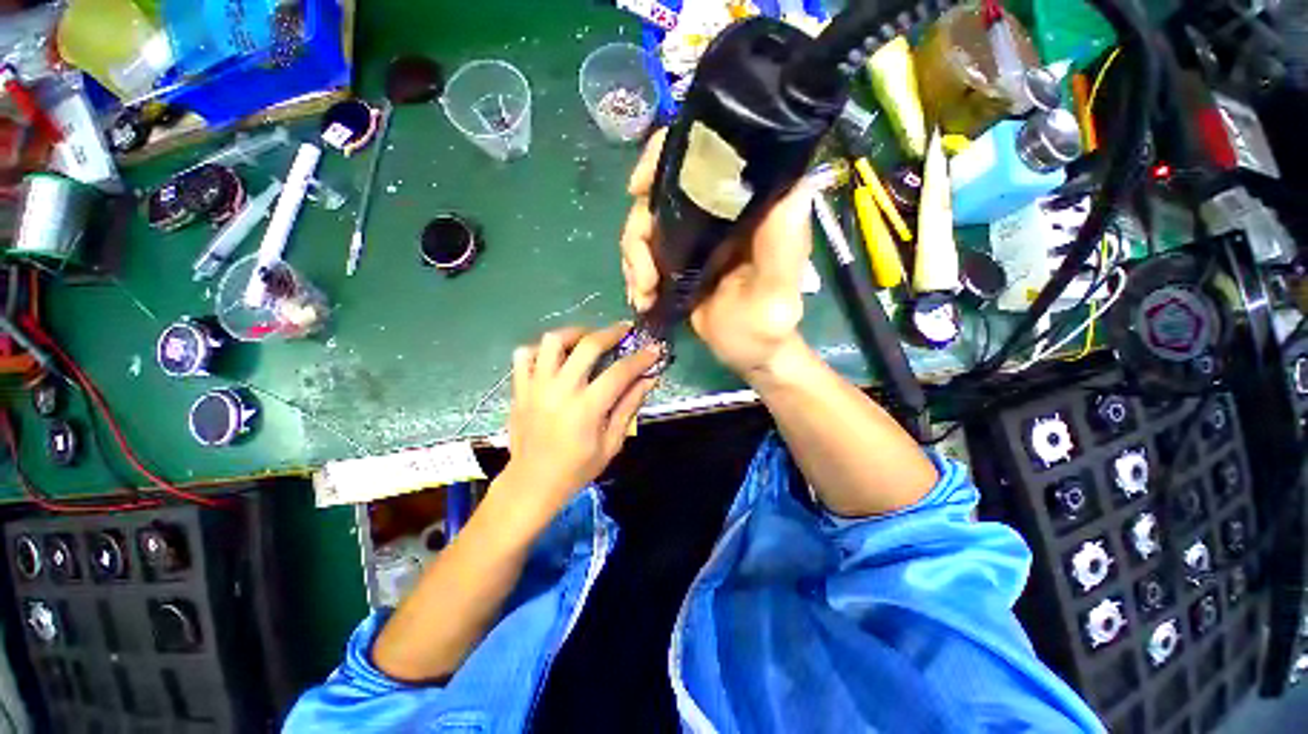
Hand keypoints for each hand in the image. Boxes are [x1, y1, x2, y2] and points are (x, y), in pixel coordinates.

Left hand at [501, 323, 659, 520]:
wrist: (531, 483)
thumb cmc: (577, 468)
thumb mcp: (611, 443)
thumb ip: (629, 407)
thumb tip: (649, 379)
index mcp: (586, 408)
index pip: (619, 372)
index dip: (640, 358)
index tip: (653, 349)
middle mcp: (560, 389)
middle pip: (587, 345)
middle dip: (611, 332)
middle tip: (623, 330)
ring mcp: (536, 386)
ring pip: (552, 341)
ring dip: (574, 333)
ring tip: (587, 339)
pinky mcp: (519, 388)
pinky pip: (524, 355)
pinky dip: (541, 349)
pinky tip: (555, 357)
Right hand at [620, 130, 815, 378]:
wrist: (748, 352)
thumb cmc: (766, 328)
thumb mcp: (775, 298)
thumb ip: (783, 252)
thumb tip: (798, 185)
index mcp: (749, 209)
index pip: (708, 156)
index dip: (665, 158)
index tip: (638, 189)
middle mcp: (721, 212)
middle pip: (661, 192)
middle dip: (639, 232)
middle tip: (643, 277)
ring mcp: (697, 233)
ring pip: (647, 223)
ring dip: (634, 259)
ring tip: (643, 294)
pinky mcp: (680, 255)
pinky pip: (645, 250)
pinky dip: (635, 272)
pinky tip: (642, 297)